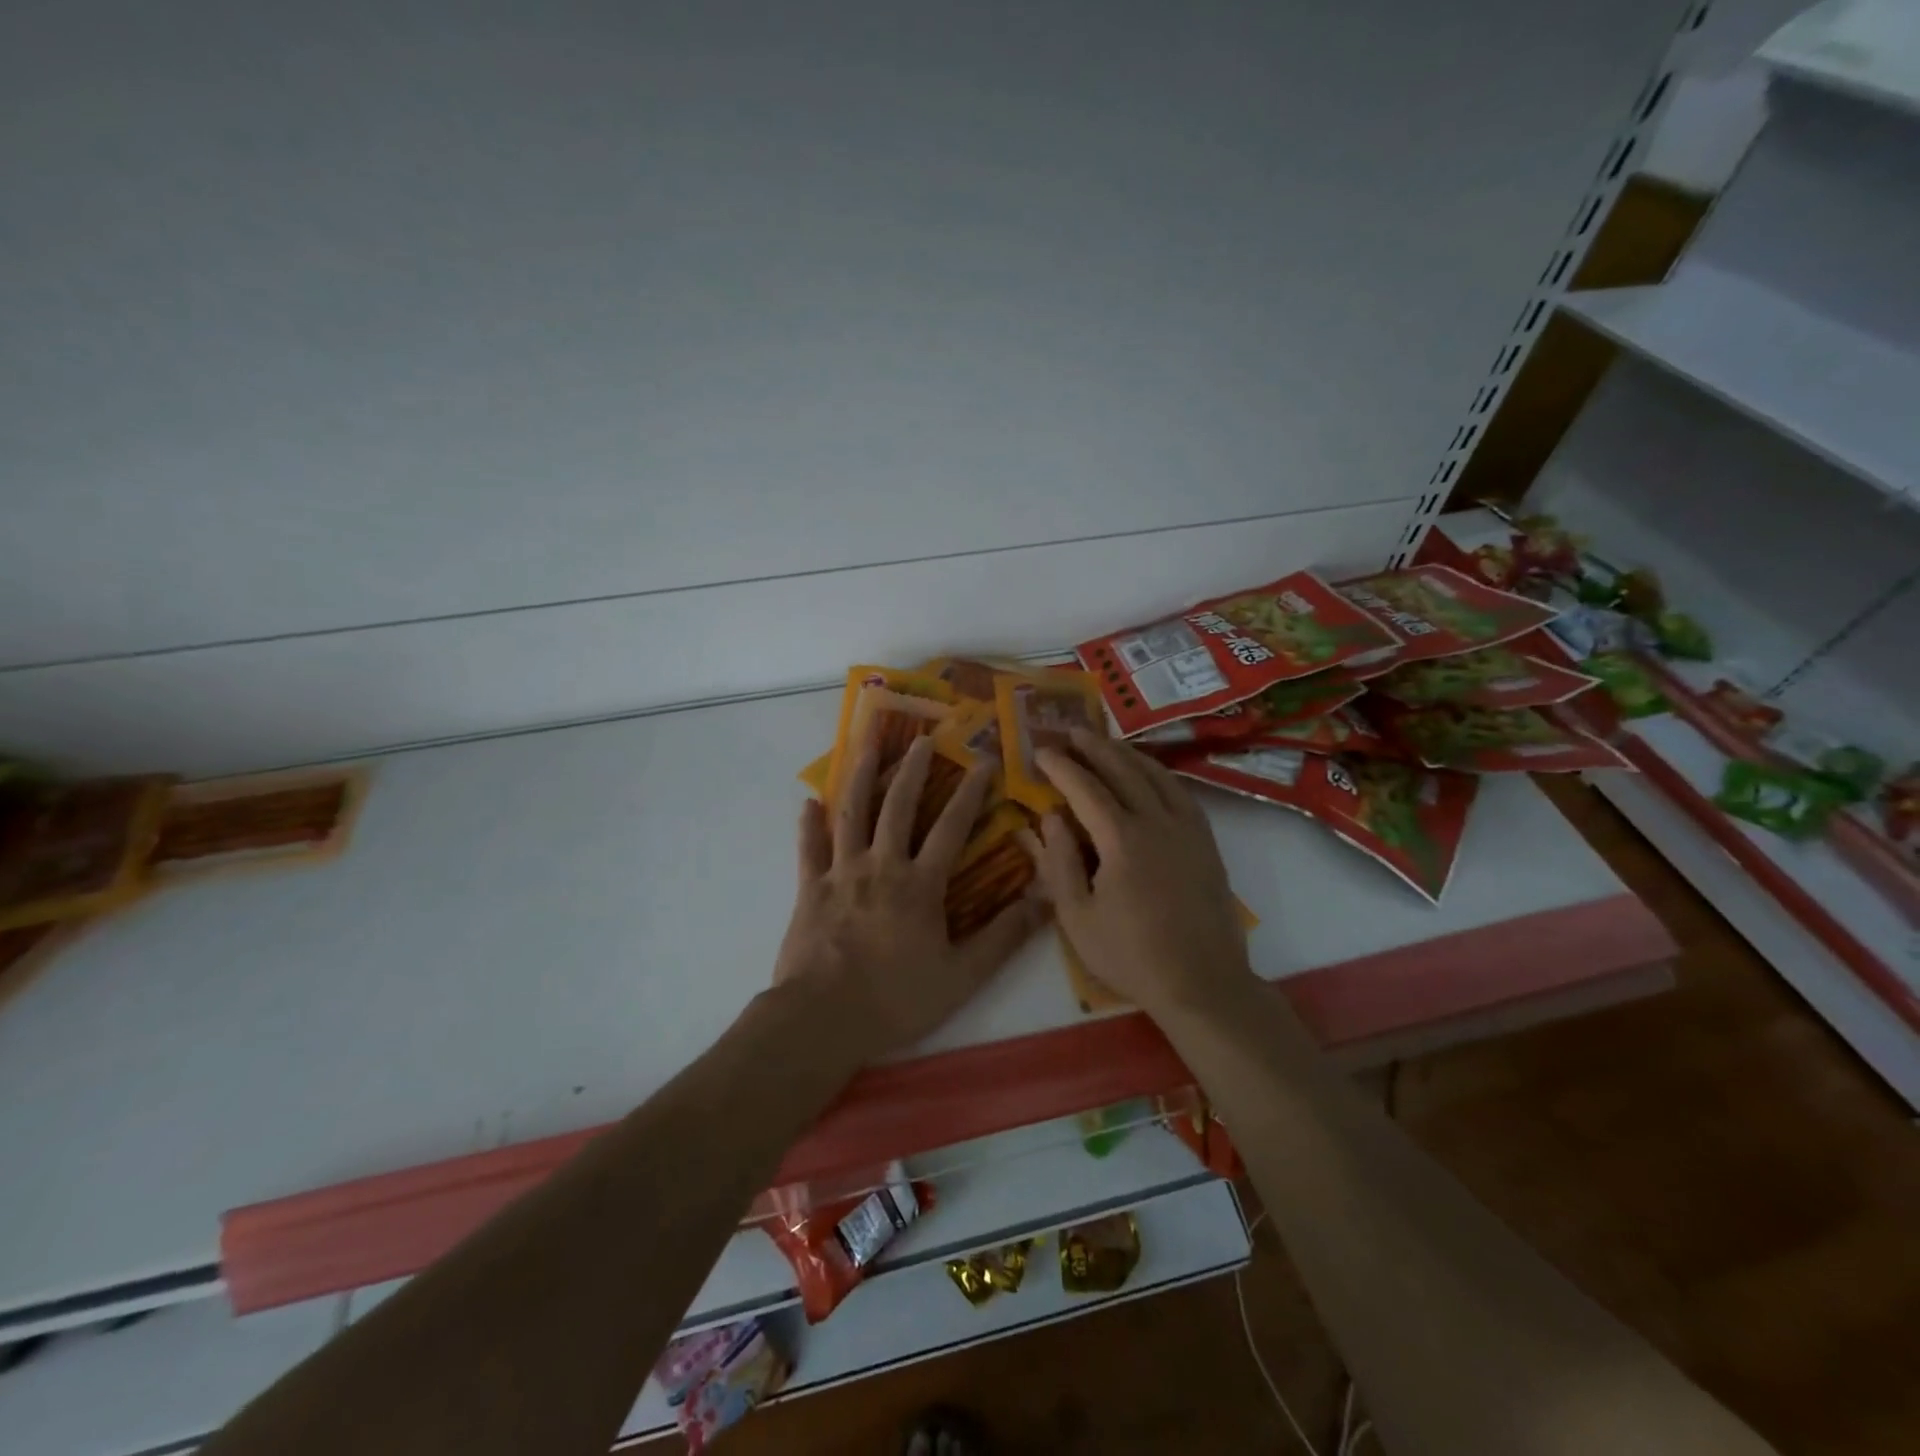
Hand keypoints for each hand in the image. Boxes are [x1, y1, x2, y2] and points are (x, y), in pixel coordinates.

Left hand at [774, 735, 1046, 1060]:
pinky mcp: (810, 890)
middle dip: (913, 770)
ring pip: (852, 814)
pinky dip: (809, 825)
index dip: (970, 793)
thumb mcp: (962, 976)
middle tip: (922, 739)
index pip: (951, 827)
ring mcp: (841, 874)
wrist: (822, 1020)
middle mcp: (881, 866)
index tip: (982, 762)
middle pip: (898, 807)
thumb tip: (1045, 901)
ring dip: (860, 777)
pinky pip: (809, 849)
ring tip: (866, 745)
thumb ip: (1004, 937)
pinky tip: (809, 802)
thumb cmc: (896, 999)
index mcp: (919, 884)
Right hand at [1021, 729, 1256, 1019]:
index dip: (1061, 767)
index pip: (1085, 789)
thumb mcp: (1078, 918)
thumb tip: (1049, 818)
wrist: (1203, 982)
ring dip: (1127, 753)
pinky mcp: (1206, 841)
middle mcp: (1157, 822)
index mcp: (1121, 840)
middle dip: (1094, 747)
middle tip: (1070, 730)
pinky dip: (1159, 773)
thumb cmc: (1131, 955)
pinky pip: (1181, 792)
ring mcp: (1187, 829)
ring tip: (1105, 742)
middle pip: (1123, 770)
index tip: (1040, 750)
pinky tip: (1150, 773)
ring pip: (1156, 775)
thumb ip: (1058, 863)